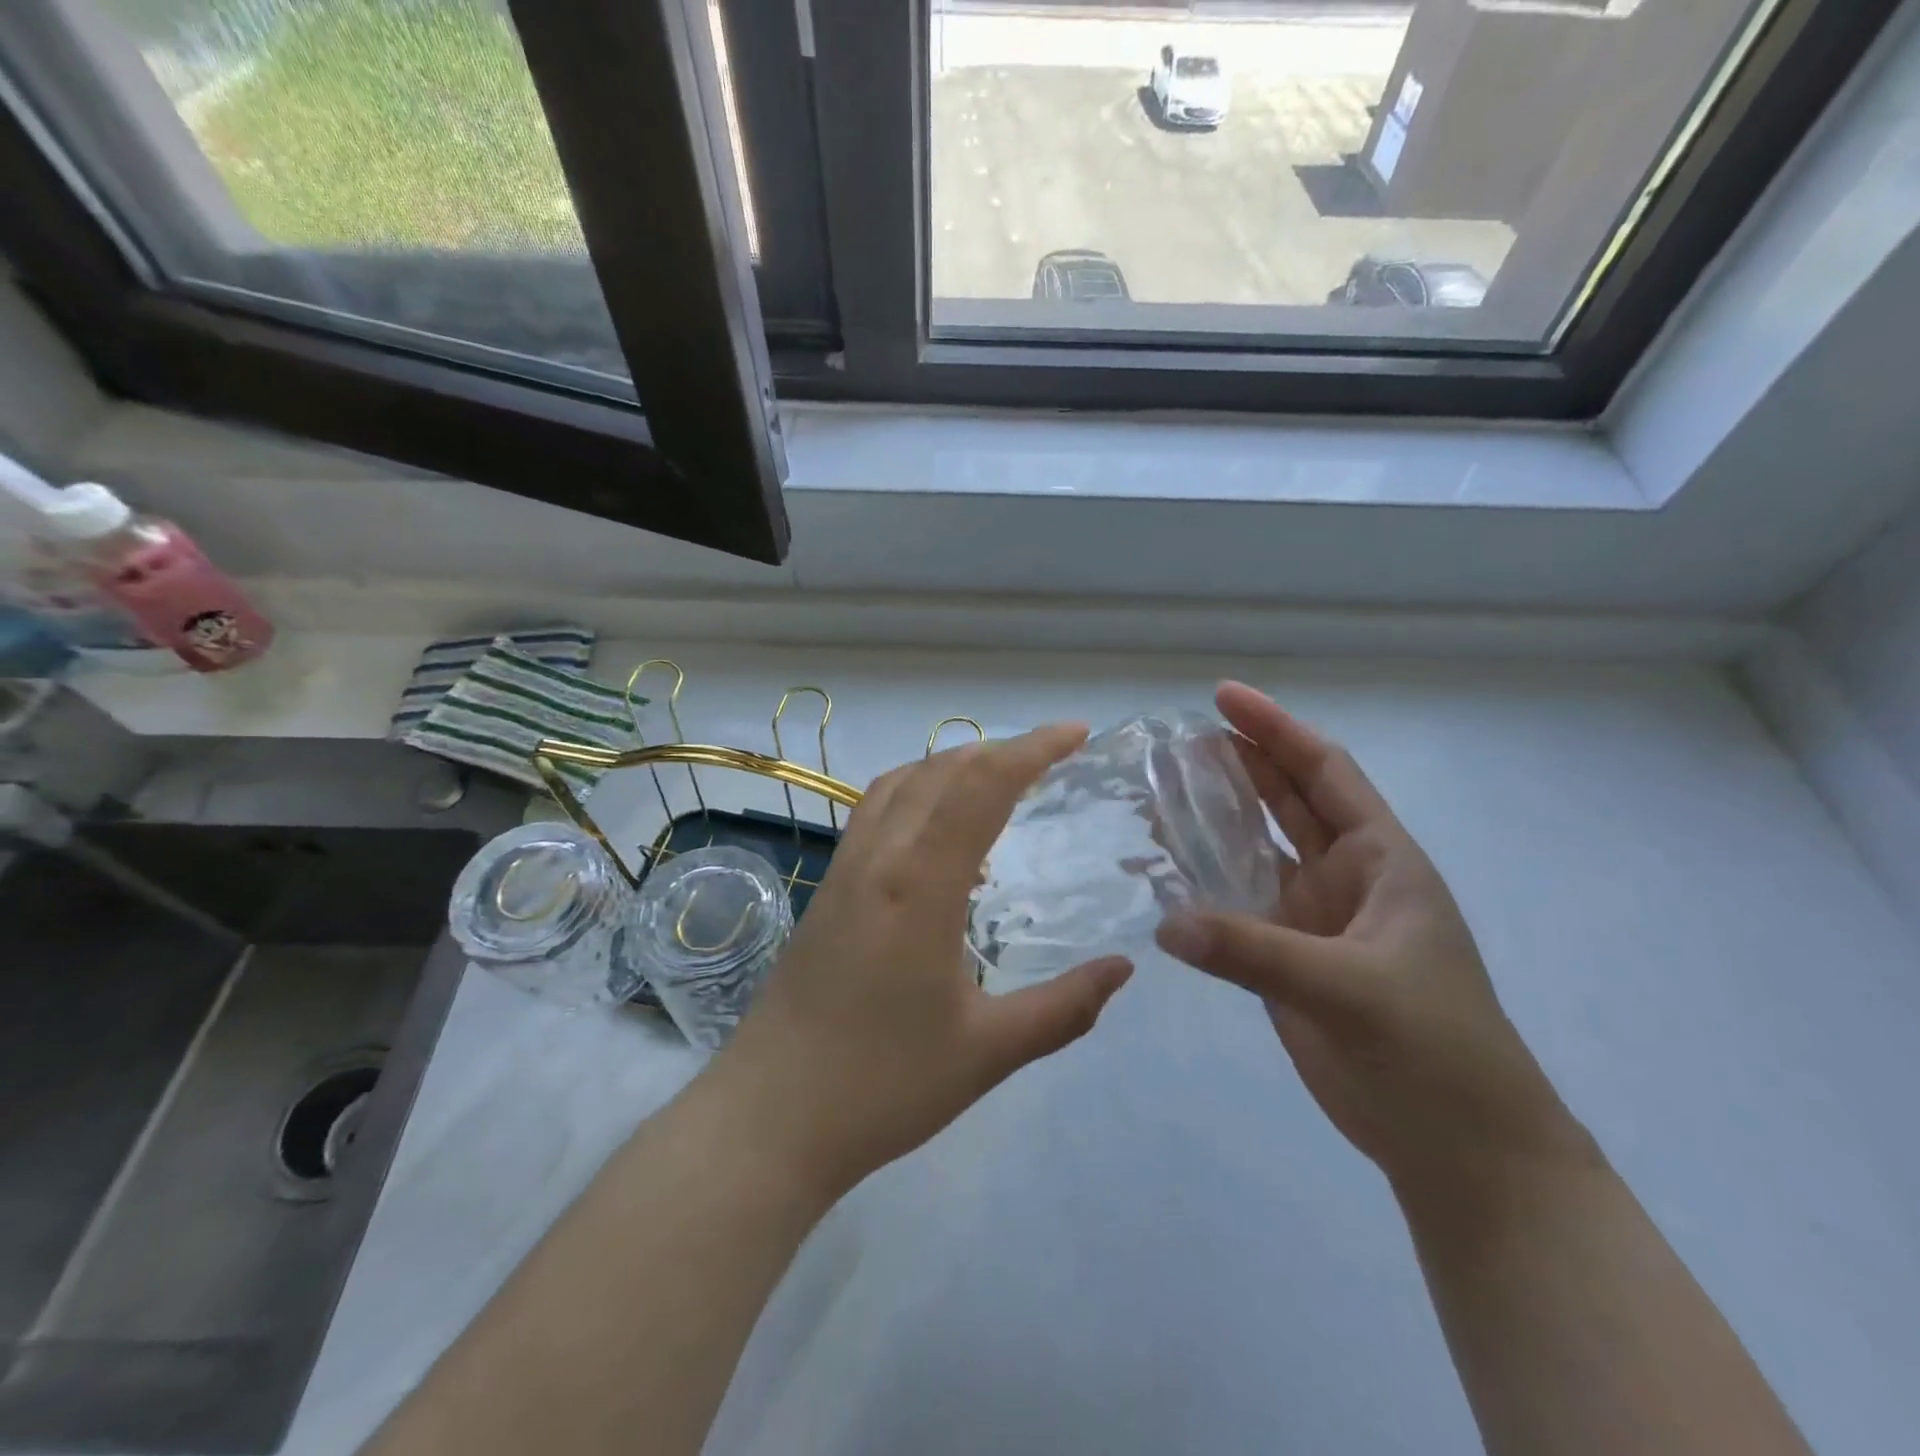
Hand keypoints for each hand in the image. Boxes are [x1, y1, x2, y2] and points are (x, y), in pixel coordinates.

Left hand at [710, 724, 1133, 1199]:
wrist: (770, 1117)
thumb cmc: (882, 1085)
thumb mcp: (988, 1052)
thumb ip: (1064, 1007)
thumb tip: (1123, 967)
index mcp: (921, 884)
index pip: (982, 786)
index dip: (1033, 749)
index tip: (1078, 733)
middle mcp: (879, 859)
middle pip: (941, 769)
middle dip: (1001, 748)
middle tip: (1052, 755)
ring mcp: (845, 870)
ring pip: (901, 782)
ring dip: (953, 764)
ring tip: (999, 778)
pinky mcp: (827, 890)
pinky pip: (876, 811)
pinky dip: (918, 792)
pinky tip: (940, 834)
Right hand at [1156, 683, 1595, 1202]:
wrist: (1460, 1149)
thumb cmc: (1435, 1052)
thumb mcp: (1353, 990)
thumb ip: (1256, 953)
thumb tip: (1167, 922)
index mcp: (1380, 861)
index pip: (1324, 772)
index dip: (1277, 730)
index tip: (1223, 697)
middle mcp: (1344, 878)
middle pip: (1284, 800)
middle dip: (1237, 763)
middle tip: (1174, 740)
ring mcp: (1311, 919)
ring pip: (1254, 850)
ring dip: (1213, 820)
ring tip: (1156, 793)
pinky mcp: (1285, 959)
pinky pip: (1233, 906)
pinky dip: (1199, 885)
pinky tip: (1161, 873)